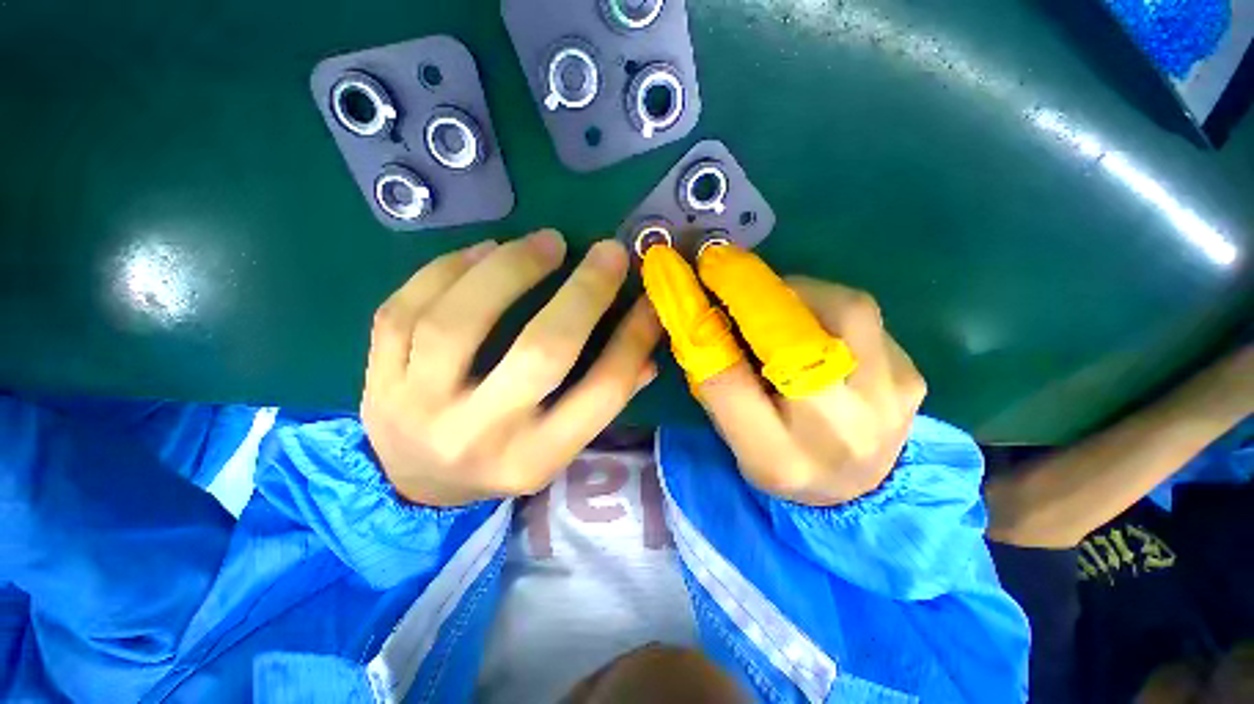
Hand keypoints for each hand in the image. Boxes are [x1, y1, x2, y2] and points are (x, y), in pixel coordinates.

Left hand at [360, 231, 660, 506]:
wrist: (415, 486)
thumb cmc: (502, 462)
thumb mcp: (559, 446)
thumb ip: (604, 397)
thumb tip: (647, 345)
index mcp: (535, 457)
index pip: (601, 392)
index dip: (633, 339)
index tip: (650, 299)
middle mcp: (480, 435)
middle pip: (540, 352)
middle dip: (583, 294)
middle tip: (606, 252)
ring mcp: (418, 406)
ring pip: (460, 321)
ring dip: (510, 269)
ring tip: (546, 242)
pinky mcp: (377, 379)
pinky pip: (403, 310)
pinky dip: (447, 269)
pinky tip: (483, 251)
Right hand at [696, 277, 926, 505]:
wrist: (859, 492)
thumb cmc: (781, 463)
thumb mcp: (734, 436)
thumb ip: (716, 382)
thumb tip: (705, 317)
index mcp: (775, 455)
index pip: (727, 382)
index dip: (704, 324)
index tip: (690, 283)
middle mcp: (835, 431)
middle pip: (795, 339)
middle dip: (755, 293)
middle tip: (729, 269)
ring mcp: (887, 402)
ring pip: (846, 311)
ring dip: (798, 290)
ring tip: (774, 297)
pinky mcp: (911, 377)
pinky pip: (865, 318)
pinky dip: (828, 306)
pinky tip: (813, 322)